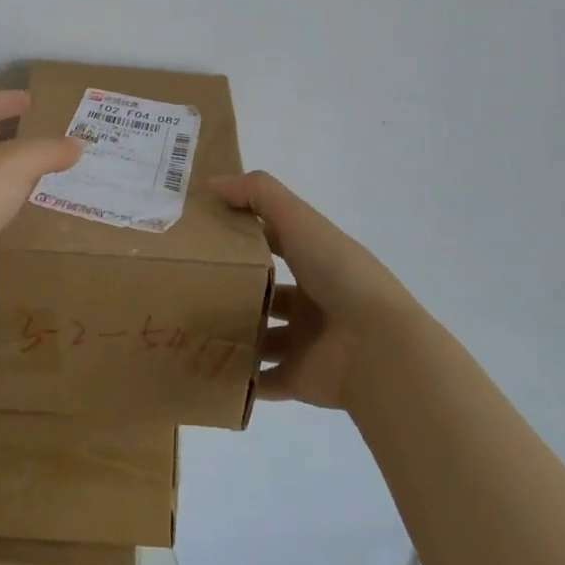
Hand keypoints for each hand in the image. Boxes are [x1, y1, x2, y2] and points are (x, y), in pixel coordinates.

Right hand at [211, 171, 404, 409]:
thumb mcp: (299, 219)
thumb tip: (213, 184)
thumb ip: (258, 193)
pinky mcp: (300, 378)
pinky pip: (264, 381)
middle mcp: (312, 298)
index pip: (273, 239)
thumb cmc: (338, 274)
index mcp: (314, 259)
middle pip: (265, 289)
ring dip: (234, 332)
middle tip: (186, 280)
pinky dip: (241, 379)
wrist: (378, 347)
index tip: (201, 230)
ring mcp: (307, 340)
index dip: (242, 232)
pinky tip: (205, 367)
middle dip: (233, 285)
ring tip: (189, 324)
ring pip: (262, 335)